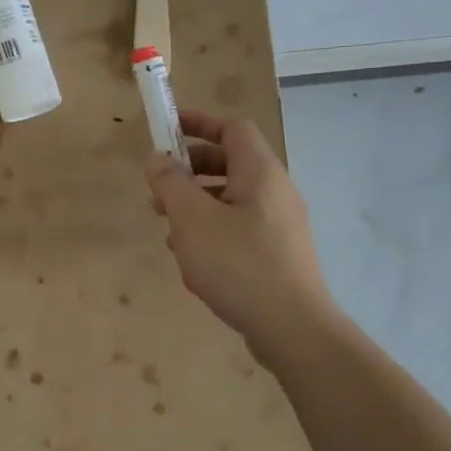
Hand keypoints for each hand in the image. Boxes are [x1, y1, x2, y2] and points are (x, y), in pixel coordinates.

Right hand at [145, 109, 330, 341]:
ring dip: (195, 205)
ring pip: (230, 198)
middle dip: (189, 170)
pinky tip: (192, 260)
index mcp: (259, 172)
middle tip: (158, 190)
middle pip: (229, 162)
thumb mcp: (191, 219)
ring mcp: (279, 224)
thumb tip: (158, 158)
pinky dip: (211, 230)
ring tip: (169, 231)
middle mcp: (275, 191)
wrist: (292, 328)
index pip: (231, 127)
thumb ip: (170, 182)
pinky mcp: (277, 253)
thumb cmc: (238, 264)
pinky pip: (238, 227)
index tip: (165, 130)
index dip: (198, 122)